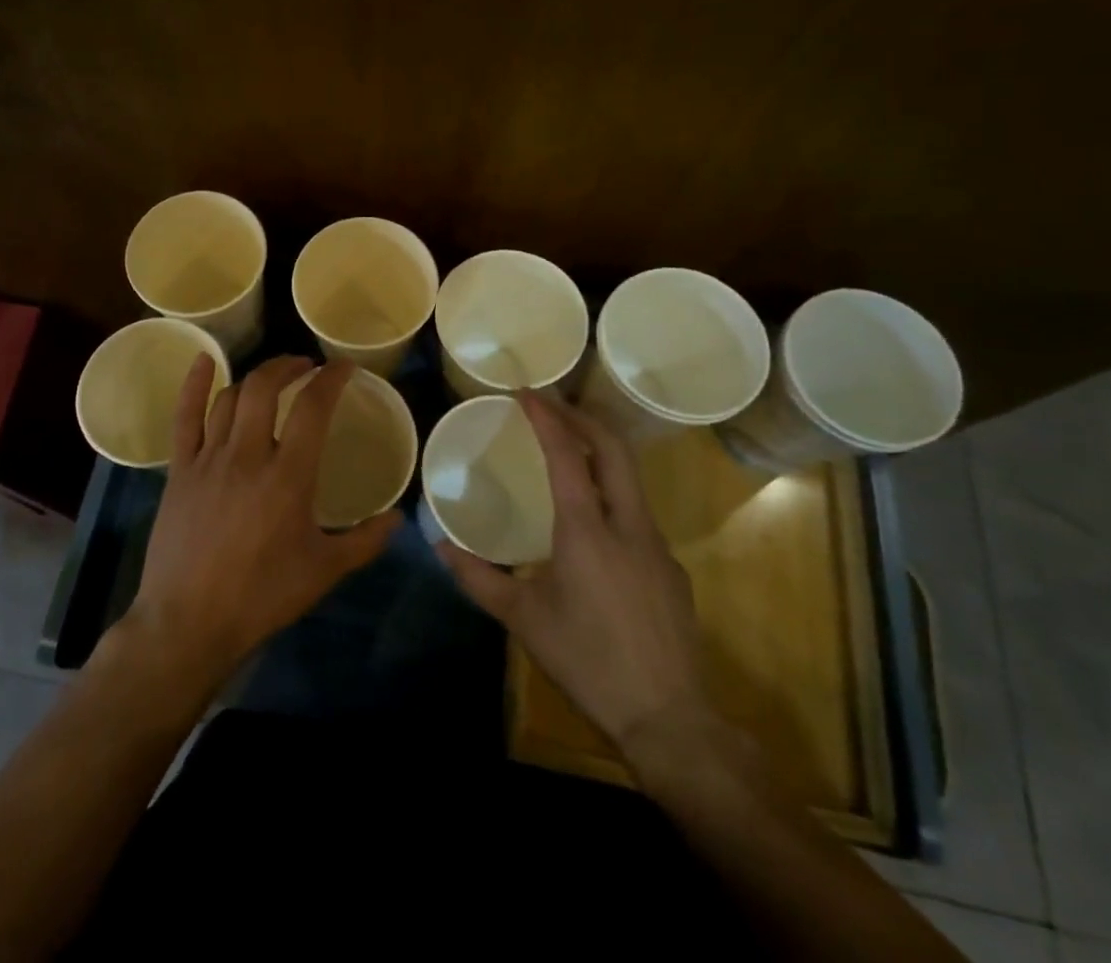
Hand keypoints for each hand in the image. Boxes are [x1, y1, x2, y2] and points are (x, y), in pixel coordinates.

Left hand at [124, 354, 402, 687]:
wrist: (189, 623)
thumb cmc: (261, 597)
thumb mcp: (324, 571)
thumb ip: (365, 541)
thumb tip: (398, 518)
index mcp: (287, 476)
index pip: (312, 408)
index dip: (330, 379)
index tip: (343, 367)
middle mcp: (247, 455)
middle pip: (265, 388)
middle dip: (289, 366)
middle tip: (307, 367)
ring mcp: (208, 459)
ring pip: (230, 398)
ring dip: (255, 378)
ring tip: (273, 377)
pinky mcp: (179, 471)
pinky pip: (184, 417)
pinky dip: (194, 385)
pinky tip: (204, 361)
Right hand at [438, 393, 718, 769]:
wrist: (668, 719)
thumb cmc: (586, 660)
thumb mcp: (522, 619)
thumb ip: (478, 577)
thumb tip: (439, 545)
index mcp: (587, 529)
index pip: (567, 454)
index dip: (546, 416)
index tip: (526, 392)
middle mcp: (627, 524)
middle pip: (614, 449)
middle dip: (582, 416)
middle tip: (551, 404)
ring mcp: (657, 545)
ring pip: (630, 479)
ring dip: (599, 452)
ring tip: (568, 449)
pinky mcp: (671, 569)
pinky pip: (638, 513)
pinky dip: (611, 493)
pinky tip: (593, 522)